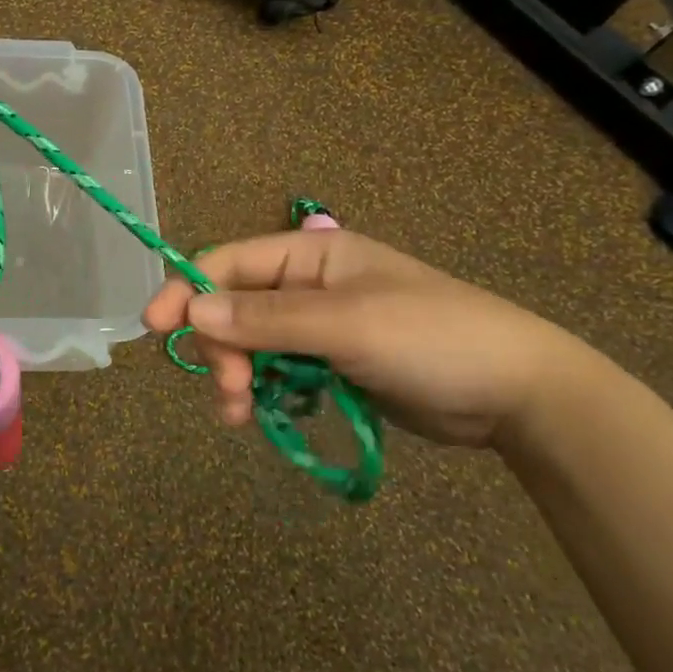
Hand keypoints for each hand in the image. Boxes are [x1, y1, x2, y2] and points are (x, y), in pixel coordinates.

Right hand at [142, 227, 595, 448]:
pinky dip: (265, 393)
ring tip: (242, 415)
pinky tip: (265, 417)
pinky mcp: (332, 365)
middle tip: (231, 393)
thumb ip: (267, 319)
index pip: (230, 264)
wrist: (518, 394)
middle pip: (235, 309)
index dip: (188, 290)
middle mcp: (308, 285)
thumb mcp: (346, 323)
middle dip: (222, 349)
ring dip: (238, 377)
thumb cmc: (432, 338)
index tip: (155, 327)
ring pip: (252, 346)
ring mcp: (320, 327)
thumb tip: (192, 309)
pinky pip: (279, 373)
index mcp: (311, 254)